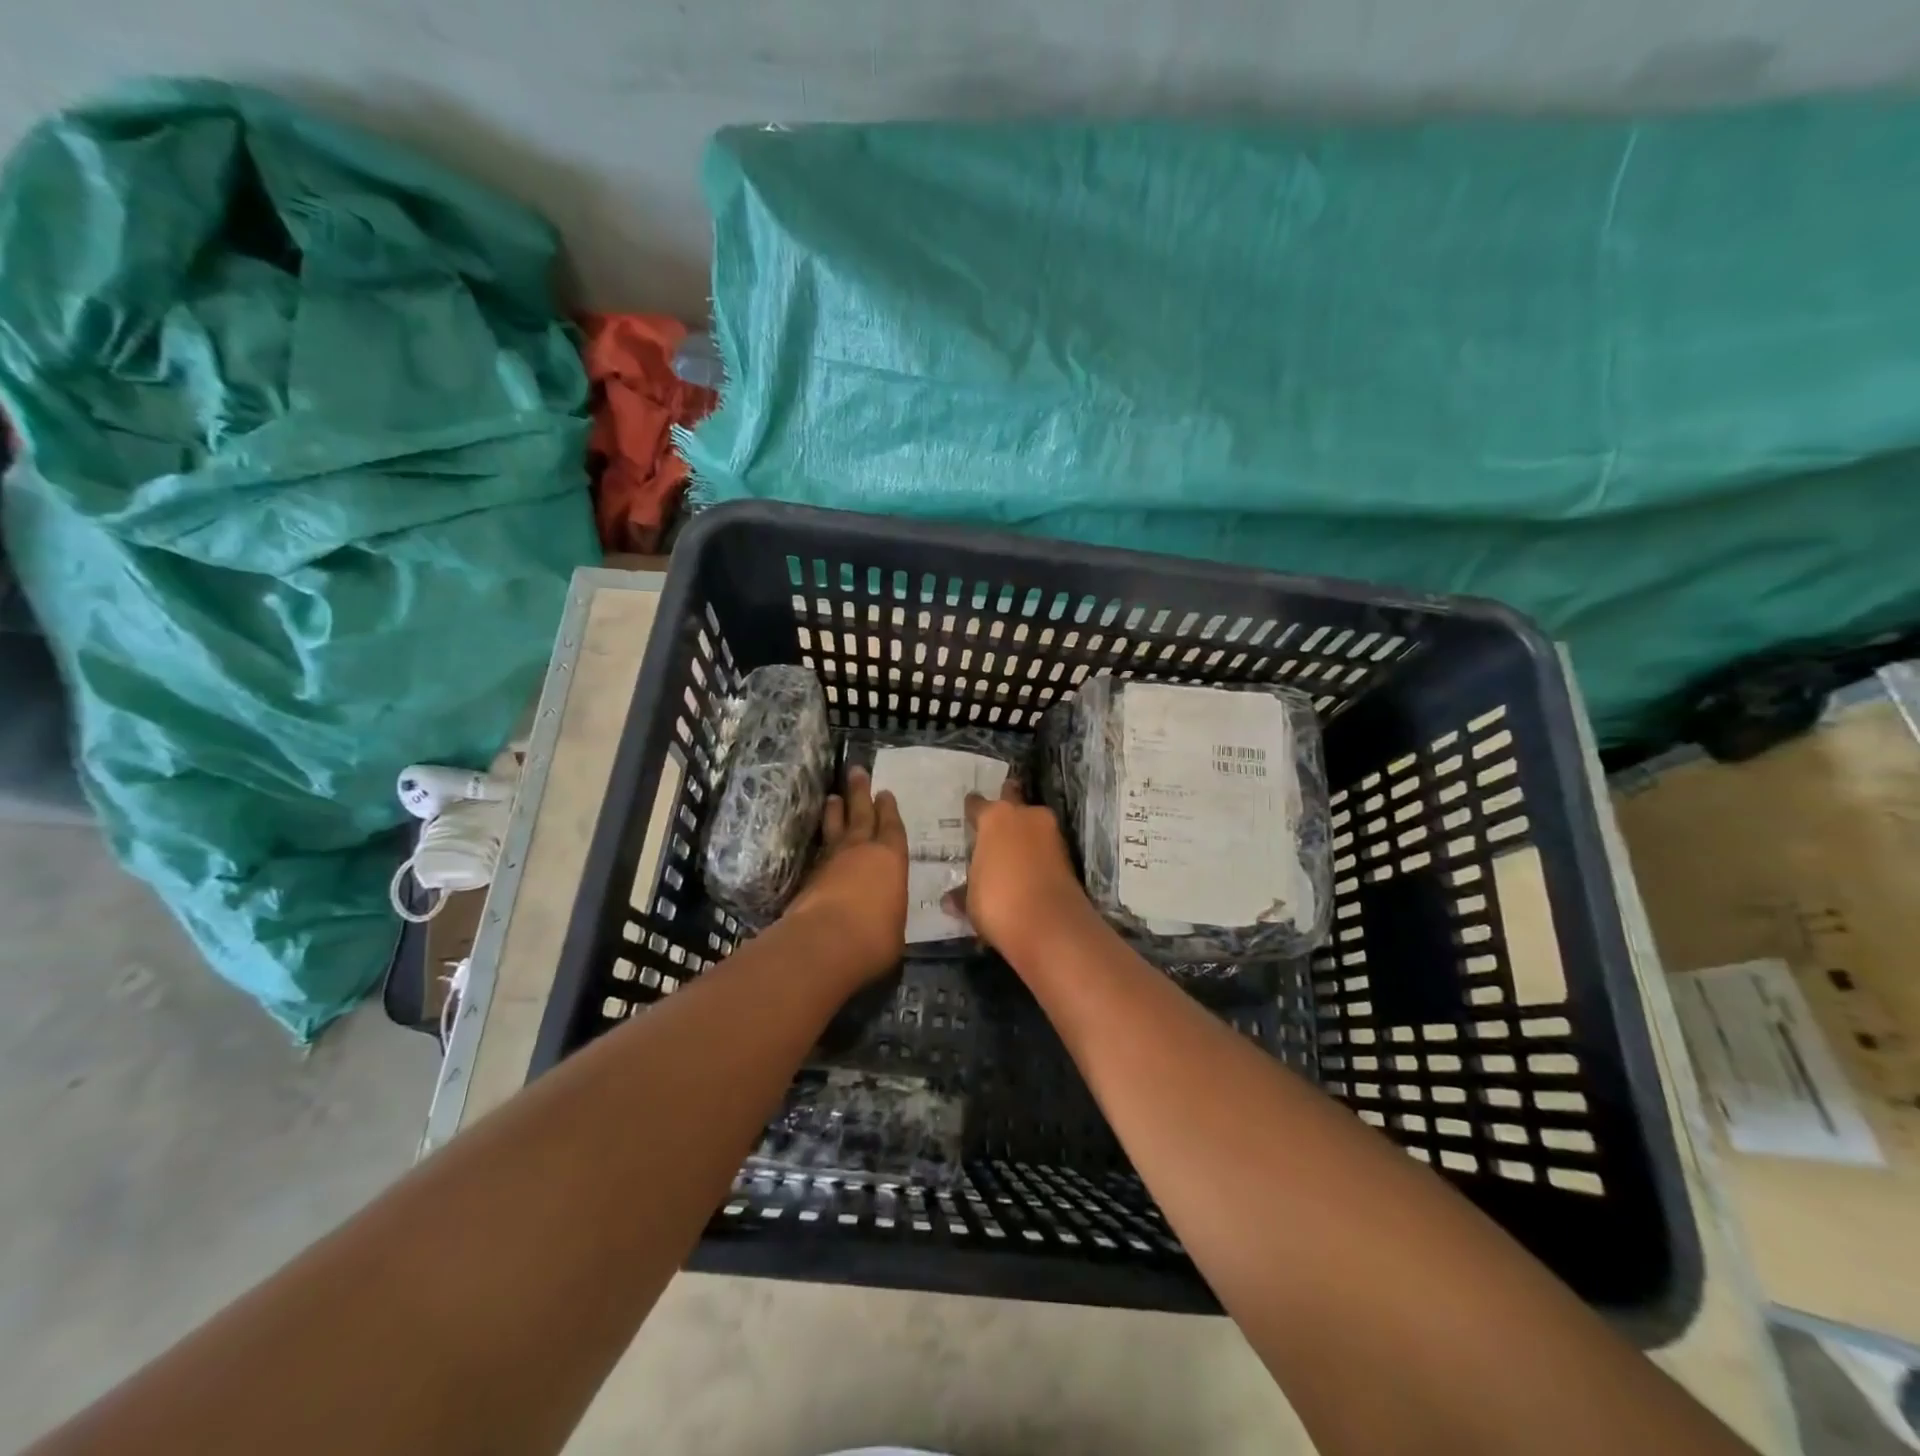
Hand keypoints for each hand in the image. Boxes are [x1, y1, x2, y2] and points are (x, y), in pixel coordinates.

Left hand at [783, 767, 907, 983]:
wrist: (825, 942)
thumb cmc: (875, 936)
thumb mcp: (896, 926)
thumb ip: (890, 912)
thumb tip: (884, 917)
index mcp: (891, 859)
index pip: (891, 827)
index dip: (888, 809)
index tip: (885, 792)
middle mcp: (862, 851)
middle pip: (861, 814)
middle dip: (860, 792)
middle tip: (856, 771)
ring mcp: (832, 861)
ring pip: (835, 827)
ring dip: (835, 811)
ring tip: (833, 796)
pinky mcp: (809, 877)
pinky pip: (820, 849)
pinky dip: (822, 840)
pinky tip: (821, 839)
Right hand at [943, 779, 1093, 963]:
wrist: (1051, 926)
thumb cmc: (998, 902)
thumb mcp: (971, 901)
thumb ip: (962, 893)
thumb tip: (950, 899)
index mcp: (994, 818)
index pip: (977, 804)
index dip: (972, 811)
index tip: (968, 815)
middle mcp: (1025, 816)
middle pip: (1013, 799)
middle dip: (1006, 804)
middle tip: (995, 819)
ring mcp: (1051, 833)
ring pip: (1033, 823)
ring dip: (1024, 832)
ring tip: (1011, 850)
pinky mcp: (1069, 855)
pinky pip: (1046, 847)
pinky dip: (1038, 854)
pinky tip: (1027, 869)